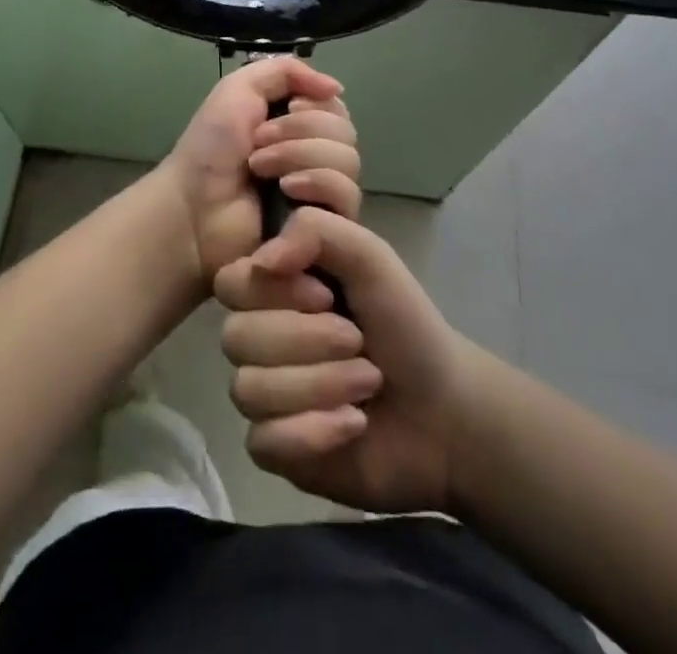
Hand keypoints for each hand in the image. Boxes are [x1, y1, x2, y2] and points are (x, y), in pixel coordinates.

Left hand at [158, 58, 362, 294]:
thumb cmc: (210, 147)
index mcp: (297, 124)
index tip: (285, 108)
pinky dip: (317, 183)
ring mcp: (322, 193)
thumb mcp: (240, 88)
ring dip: (299, 155)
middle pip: (345, 131)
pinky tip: (287, 190)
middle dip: (299, 130)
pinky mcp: (326, 225)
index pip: (335, 106)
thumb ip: (286, 71)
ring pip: (348, 160)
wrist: (193, 205)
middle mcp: (315, 155)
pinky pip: (347, 195)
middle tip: (258, 141)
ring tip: (261, 168)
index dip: (313, 105)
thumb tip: (336, 86)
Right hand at [214, 207, 483, 514]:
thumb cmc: (403, 322)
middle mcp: (259, 334)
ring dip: (319, 385)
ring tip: (367, 383)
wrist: (445, 410)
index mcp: (275, 286)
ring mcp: (263, 392)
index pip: (231, 281)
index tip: (325, 295)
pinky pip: (262, 441)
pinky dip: (313, 433)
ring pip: (248, 389)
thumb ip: (316, 230)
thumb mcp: (370, 255)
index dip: (275, 292)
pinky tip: (352, 424)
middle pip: (236, 337)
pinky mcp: (274, 446)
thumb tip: (261, 261)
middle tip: (357, 342)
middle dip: (307, 341)